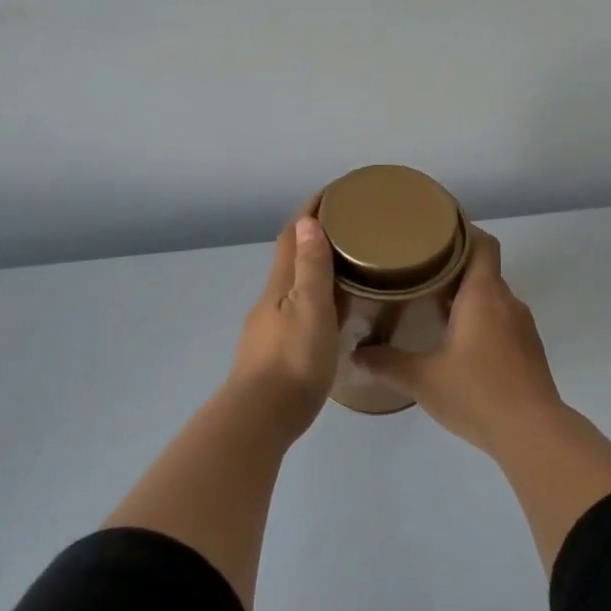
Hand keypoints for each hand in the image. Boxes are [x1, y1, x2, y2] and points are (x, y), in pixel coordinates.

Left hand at [225, 214, 340, 440]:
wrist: (260, 418)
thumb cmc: (293, 361)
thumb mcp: (311, 310)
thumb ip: (311, 268)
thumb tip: (308, 222)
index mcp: (279, 286)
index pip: (292, 237)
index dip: (309, 212)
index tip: (332, 193)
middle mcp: (270, 302)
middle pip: (290, 260)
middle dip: (314, 240)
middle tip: (349, 231)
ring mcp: (268, 329)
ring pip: (294, 288)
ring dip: (315, 272)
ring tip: (348, 271)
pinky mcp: (274, 353)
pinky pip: (298, 313)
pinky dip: (316, 302)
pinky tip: (332, 317)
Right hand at [354, 228, 565, 456]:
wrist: (532, 433)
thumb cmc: (476, 393)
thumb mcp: (422, 378)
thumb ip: (386, 363)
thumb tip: (355, 354)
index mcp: (483, 295)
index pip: (482, 243)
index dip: (462, 231)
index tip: (434, 231)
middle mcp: (507, 302)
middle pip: (483, 270)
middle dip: (453, 267)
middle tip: (416, 271)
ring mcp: (523, 327)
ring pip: (492, 298)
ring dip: (466, 297)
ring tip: (431, 305)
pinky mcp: (529, 351)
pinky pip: (501, 321)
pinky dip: (480, 321)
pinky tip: (457, 343)